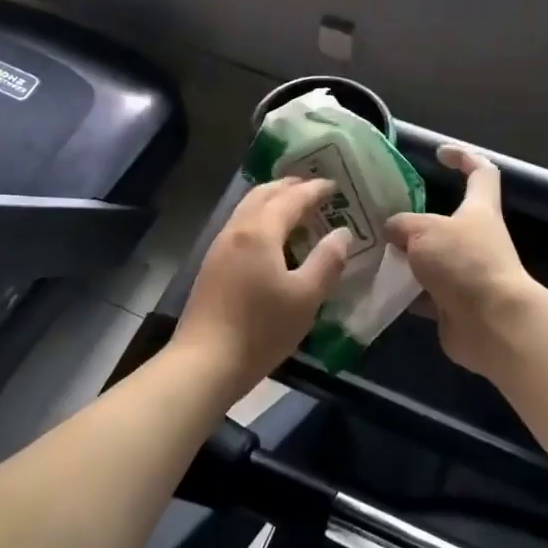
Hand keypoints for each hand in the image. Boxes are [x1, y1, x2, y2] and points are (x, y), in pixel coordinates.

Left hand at [173, 177, 350, 398]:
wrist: (205, 362)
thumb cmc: (261, 329)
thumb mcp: (306, 298)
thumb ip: (327, 261)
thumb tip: (342, 233)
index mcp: (260, 231)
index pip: (292, 198)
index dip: (314, 189)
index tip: (335, 185)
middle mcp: (237, 229)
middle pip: (263, 193)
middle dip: (290, 186)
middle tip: (314, 188)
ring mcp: (219, 246)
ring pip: (248, 207)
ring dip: (272, 199)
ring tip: (295, 206)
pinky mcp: (212, 264)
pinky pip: (241, 224)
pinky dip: (260, 217)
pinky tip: (271, 236)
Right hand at [385, 145, 535, 375]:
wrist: (492, 324)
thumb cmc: (464, 263)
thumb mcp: (423, 231)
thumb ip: (402, 225)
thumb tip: (392, 230)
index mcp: (479, 209)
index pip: (481, 171)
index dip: (463, 157)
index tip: (439, 153)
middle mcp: (475, 238)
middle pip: (446, 218)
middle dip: (415, 217)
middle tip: (381, 214)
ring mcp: (466, 272)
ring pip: (430, 256)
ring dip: (405, 256)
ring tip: (370, 249)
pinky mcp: (454, 303)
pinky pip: (423, 290)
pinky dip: (403, 289)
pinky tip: (377, 285)